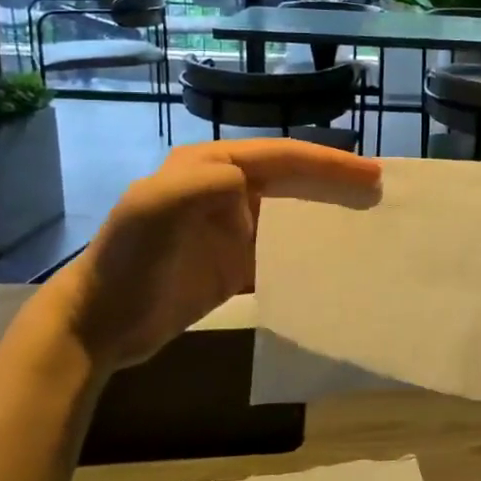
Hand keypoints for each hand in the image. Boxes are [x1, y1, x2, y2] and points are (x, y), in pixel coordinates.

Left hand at [41, 139, 381, 374]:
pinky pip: (282, 251)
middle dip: (336, 182)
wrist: (100, 324)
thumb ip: (199, 186)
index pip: (282, 156)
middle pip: (294, 179)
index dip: (327, 162)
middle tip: (380, 192)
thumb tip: (248, 186)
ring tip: (367, 224)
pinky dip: (310, 254)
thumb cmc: (128, 261)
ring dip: (328, 215)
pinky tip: (335, 264)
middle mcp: (226, 191)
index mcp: (211, 167)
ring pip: (292, 213)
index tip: (370, 174)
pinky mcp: (235, 264)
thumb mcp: (152, 210)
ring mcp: (232, 229)